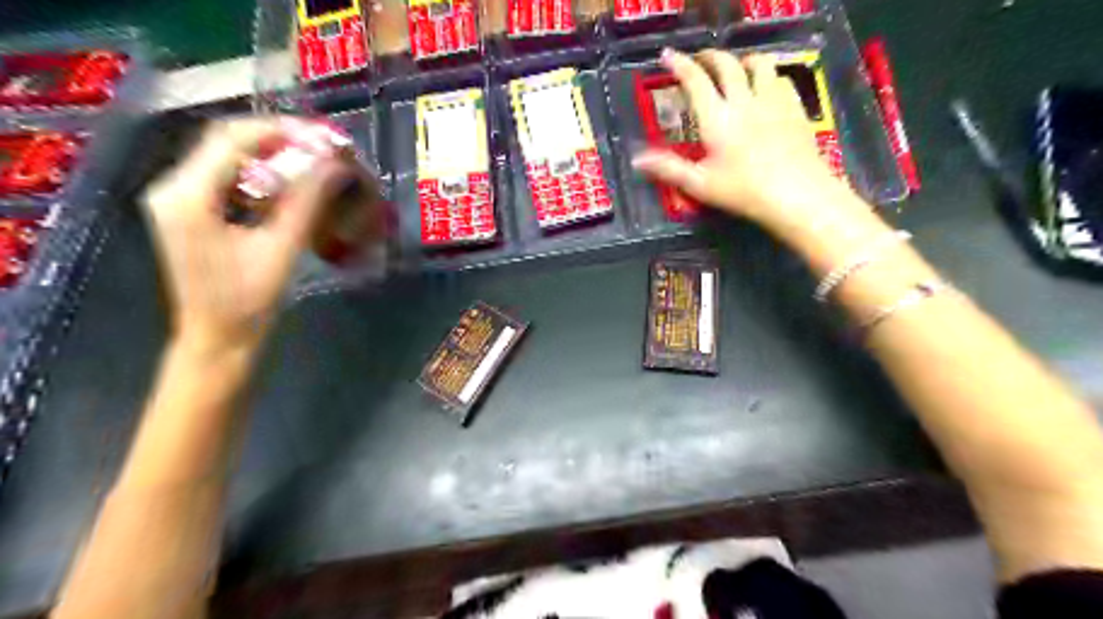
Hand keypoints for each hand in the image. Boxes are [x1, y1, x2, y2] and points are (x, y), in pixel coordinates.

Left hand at [143, 115, 345, 351]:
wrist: (217, 339)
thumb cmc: (247, 301)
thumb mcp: (281, 249)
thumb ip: (307, 201)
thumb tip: (336, 165)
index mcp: (187, 196)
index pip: (231, 140)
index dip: (280, 131)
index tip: (322, 137)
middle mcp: (173, 188)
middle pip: (225, 143)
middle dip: (277, 141)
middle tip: (321, 149)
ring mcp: (178, 200)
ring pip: (226, 160)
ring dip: (270, 157)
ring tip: (311, 164)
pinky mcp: (189, 213)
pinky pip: (225, 180)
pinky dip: (260, 177)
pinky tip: (288, 187)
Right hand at [633, 48, 866, 242]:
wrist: (797, 194)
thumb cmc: (744, 191)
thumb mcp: (700, 184)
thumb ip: (668, 168)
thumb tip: (636, 159)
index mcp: (717, 118)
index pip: (695, 80)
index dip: (679, 64)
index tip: (667, 55)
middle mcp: (744, 100)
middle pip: (727, 64)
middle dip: (709, 57)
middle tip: (699, 60)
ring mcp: (773, 101)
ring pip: (759, 64)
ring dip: (742, 62)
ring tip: (736, 70)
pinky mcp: (795, 108)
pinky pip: (781, 79)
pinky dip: (768, 77)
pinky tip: (766, 90)